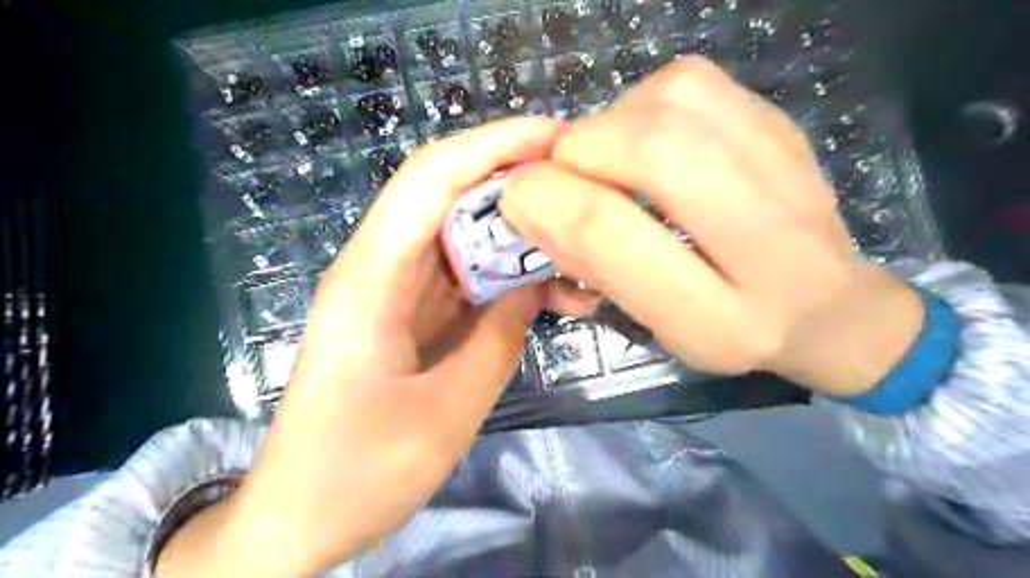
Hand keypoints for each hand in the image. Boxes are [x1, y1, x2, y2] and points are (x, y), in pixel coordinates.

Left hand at [157, 118, 600, 577]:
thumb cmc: (358, 473)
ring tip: (580, 254)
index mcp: (371, 278)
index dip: (494, 146)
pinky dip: (506, 276)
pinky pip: (464, 277)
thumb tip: (532, 285)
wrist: (299, 517)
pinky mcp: (408, 315)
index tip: (558, 139)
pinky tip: (548, 293)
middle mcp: (379, 269)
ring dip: (519, 237)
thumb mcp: (445, 413)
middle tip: (584, 194)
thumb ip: (497, 339)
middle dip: (517, 184)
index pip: (431, 178)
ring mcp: (394, 292)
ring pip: (462, 238)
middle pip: (449, 197)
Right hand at [502, 56, 924, 396]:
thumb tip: (530, 200)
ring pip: (666, 102)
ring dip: (610, 127)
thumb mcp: (658, 324)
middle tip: (565, 178)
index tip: (516, 199)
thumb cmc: (730, 329)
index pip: (615, 234)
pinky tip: (647, 140)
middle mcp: (768, 234)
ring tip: (609, 164)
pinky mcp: (778, 122)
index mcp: (722, 314)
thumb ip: (596, 267)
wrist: (830, 306)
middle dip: (579, 154)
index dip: (548, 203)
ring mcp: (782, 163)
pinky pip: (687, 83)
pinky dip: (642, 104)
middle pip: (650, 149)